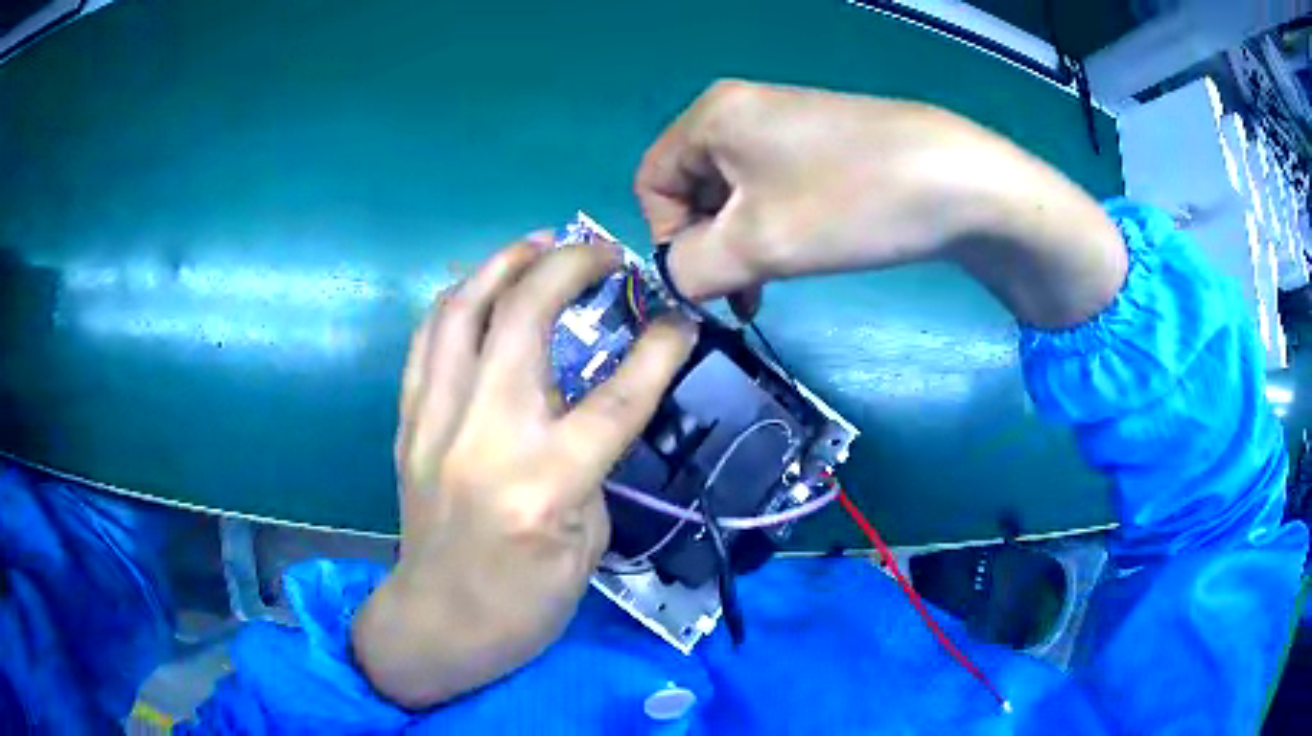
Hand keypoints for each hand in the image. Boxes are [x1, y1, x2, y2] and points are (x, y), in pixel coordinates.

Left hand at [353, 235, 696, 708]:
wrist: (440, 622)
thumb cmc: (526, 601)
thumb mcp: (588, 541)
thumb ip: (592, 461)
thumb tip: (594, 402)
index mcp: (546, 483)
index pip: (615, 397)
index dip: (658, 347)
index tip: (680, 316)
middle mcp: (486, 437)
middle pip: (524, 318)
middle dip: (569, 266)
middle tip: (600, 251)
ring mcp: (435, 423)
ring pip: (462, 310)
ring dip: (504, 263)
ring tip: (539, 243)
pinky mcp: (408, 423)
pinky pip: (428, 339)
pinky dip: (460, 300)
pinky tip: (483, 288)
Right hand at [635, 80, 1124, 327]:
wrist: (960, 181)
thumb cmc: (850, 202)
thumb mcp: (756, 244)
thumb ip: (691, 268)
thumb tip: (673, 279)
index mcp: (711, 117)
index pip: (651, 182)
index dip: (665, 236)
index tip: (703, 280)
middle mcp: (741, 111)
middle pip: (693, 187)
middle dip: (707, 246)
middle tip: (740, 296)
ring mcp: (788, 125)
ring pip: (736, 194)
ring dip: (741, 245)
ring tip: (769, 288)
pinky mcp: (824, 144)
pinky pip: (775, 189)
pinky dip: (775, 228)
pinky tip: (802, 256)